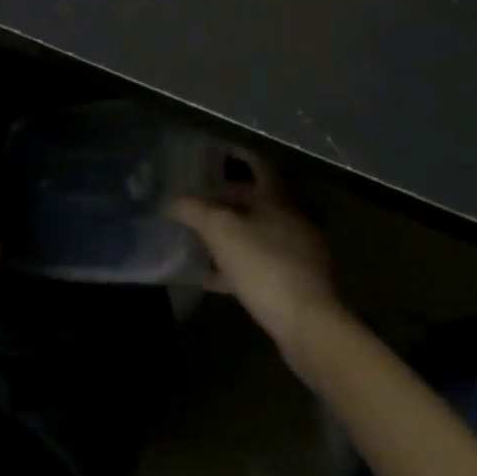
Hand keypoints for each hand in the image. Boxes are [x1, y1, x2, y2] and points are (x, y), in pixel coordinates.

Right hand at [170, 155, 338, 354]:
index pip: (257, 165)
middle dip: (227, 199)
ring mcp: (296, 252)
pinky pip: (259, 265)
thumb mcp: (220, 231)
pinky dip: (235, 266)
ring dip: (230, 234)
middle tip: (198, 198)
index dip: (239, 155)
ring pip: (256, 234)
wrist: (306, 323)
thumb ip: (193, 211)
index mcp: (277, 198)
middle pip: (255, 200)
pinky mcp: (294, 283)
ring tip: (199, 238)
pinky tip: (211, 278)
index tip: (217, 152)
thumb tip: (170, 202)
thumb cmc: (263, 264)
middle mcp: (290, 219)